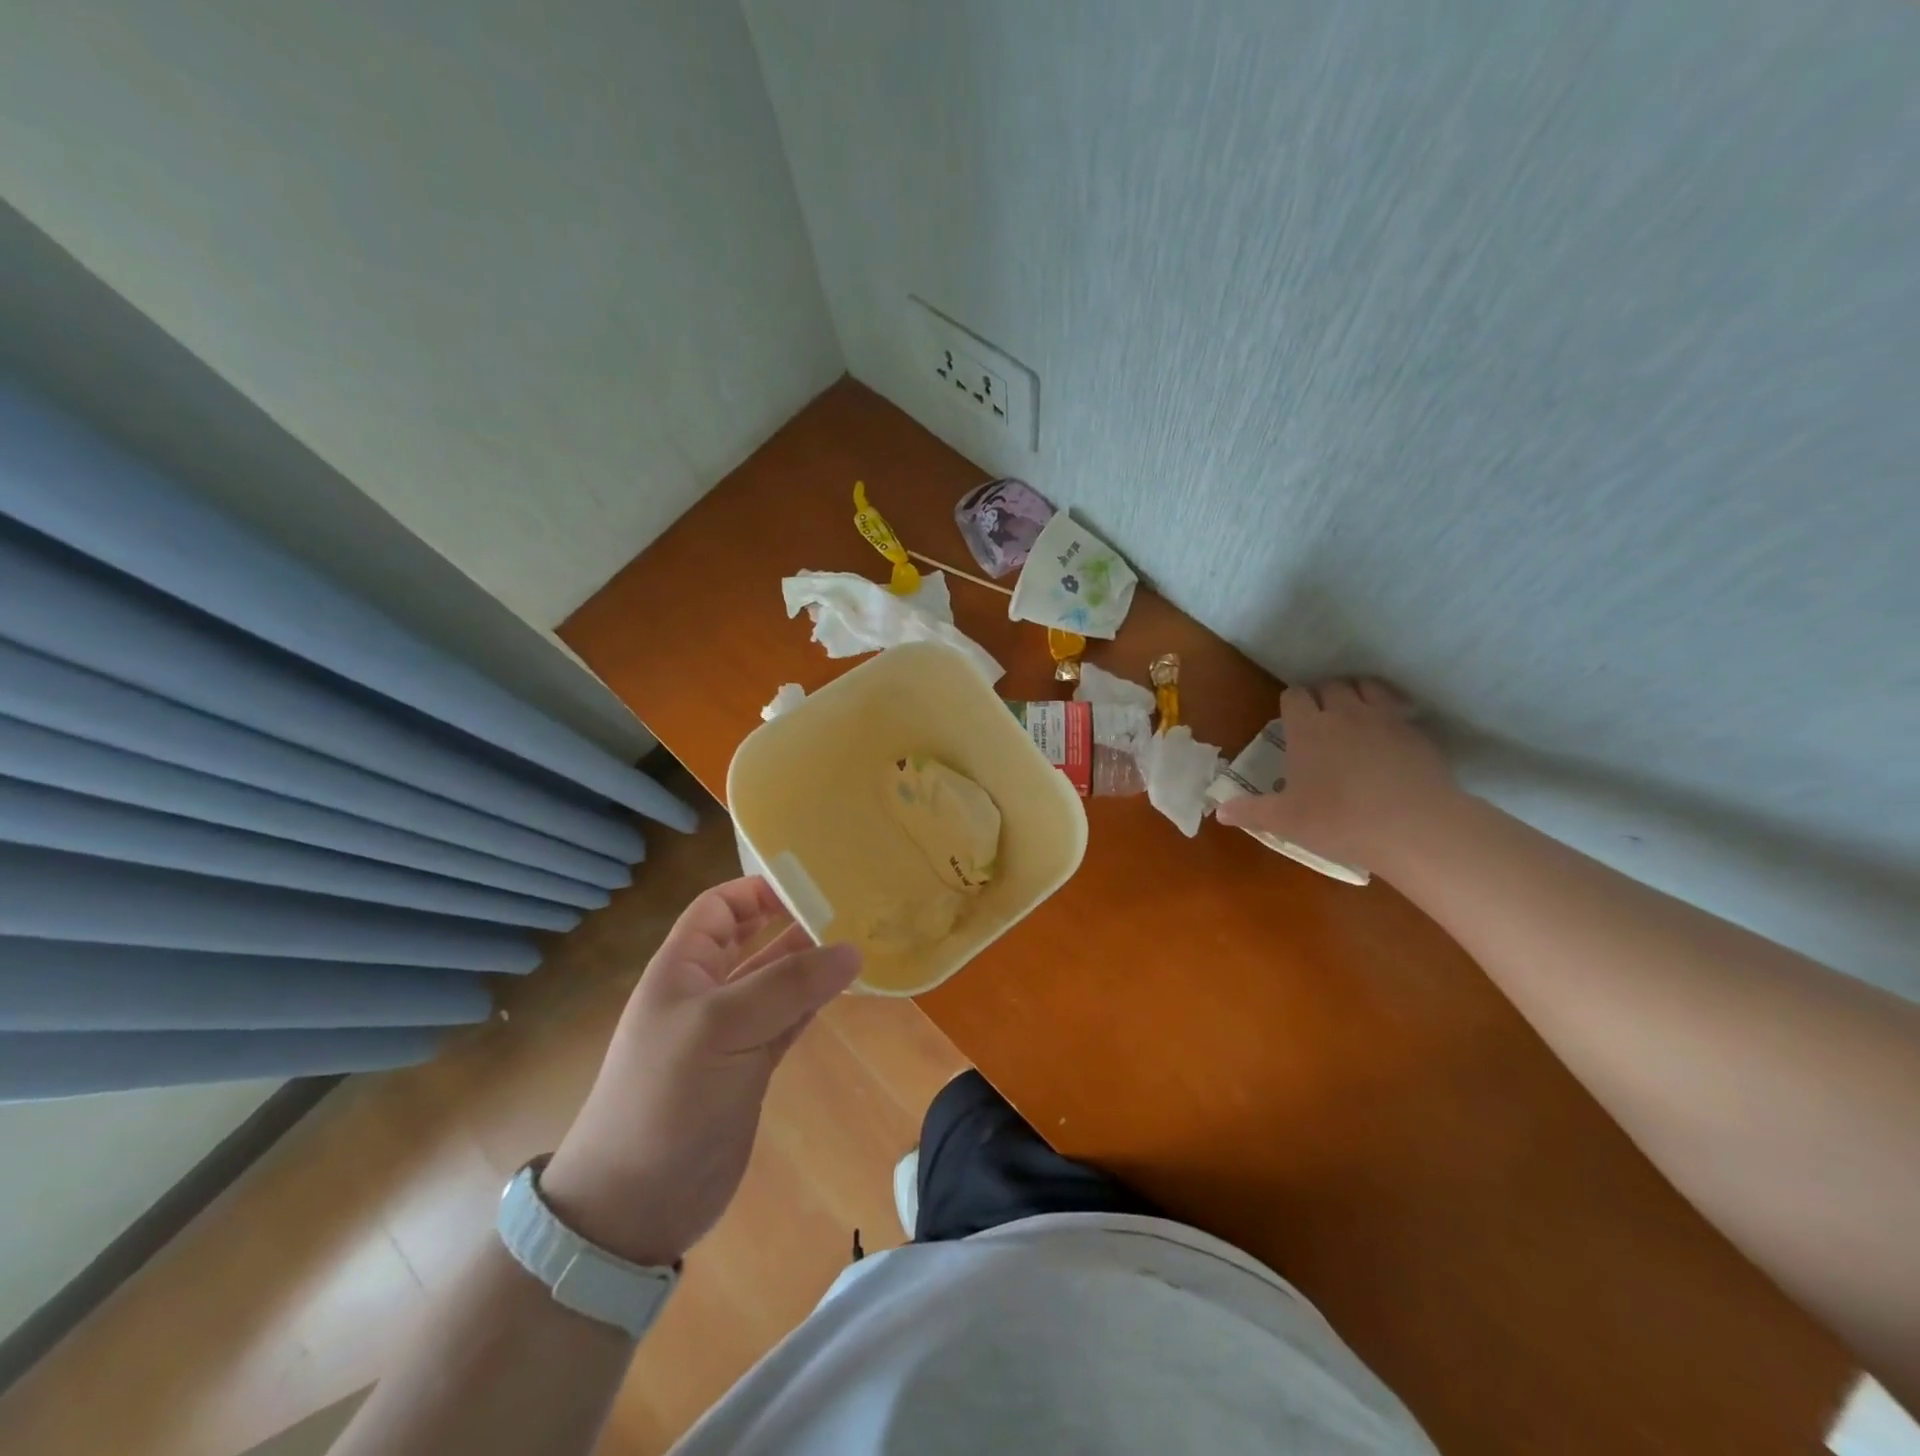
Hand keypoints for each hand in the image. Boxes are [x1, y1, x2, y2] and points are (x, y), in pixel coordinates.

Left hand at [540, 877, 860, 1265]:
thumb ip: (789, 985)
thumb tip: (851, 948)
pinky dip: (816, 1002)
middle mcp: (707, 991)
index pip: (719, 907)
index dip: (757, 890)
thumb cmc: (667, 1097)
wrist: (635, 1204)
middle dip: (793, 922)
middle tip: (848, 909)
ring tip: (860, 943)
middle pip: (753, 939)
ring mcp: (731, 1032)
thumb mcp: (722, 1027)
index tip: (810, 884)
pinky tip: (847, 988)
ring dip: (813, 963)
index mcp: (683, 967)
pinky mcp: (752, 1066)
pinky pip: (790, 1019)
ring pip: (778, 981)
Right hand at [1215, 678, 1456, 869]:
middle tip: (1320, 720)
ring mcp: (1384, 718)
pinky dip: (1390, 711)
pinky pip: (1398, 707)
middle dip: (1323, 696)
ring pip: (1366, 687)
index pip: (1294, 696)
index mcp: (1307, 728)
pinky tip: (1389, 734)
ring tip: (1354, 715)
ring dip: (1356, 694)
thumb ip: (1251, 812)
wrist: (1414, 827)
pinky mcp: (1416, 732)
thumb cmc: (1340, 821)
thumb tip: (1219, 812)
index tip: (1291, 722)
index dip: (1291, 705)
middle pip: (1330, 686)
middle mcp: (1344, 713)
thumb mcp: (1286, 821)